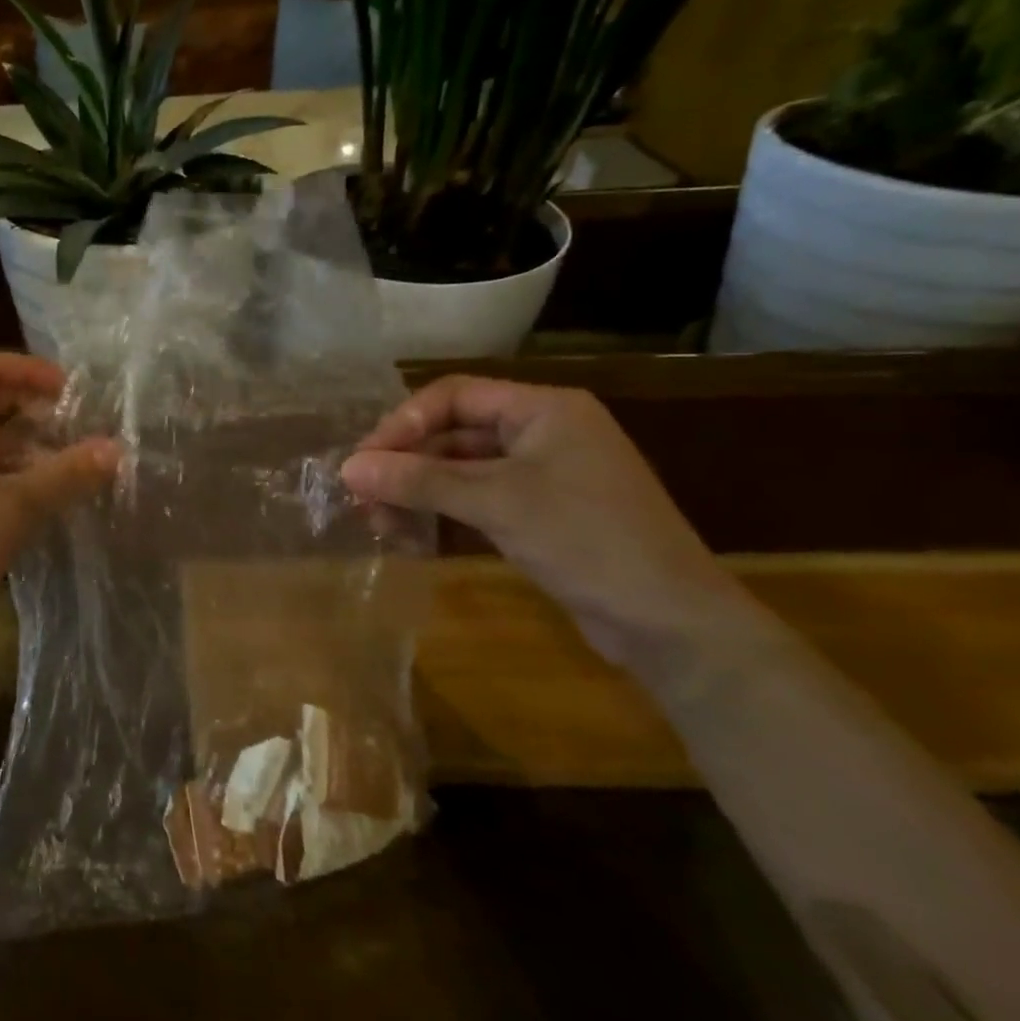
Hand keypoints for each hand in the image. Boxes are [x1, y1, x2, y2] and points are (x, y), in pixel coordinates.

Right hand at [340, 377, 746, 667]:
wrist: (671, 624)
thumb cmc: (588, 541)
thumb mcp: (497, 503)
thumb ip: (419, 480)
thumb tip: (348, 468)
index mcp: (543, 409)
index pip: (454, 395)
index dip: (403, 422)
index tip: (365, 459)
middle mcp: (542, 432)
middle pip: (452, 432)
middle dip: (406, 464)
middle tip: (362, 496)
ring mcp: (542, 475)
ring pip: (460, 469)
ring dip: (418, 492)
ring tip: (380, 523)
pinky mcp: (539, 513)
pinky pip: (476, 499)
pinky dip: (442, 512)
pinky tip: (411, 535)